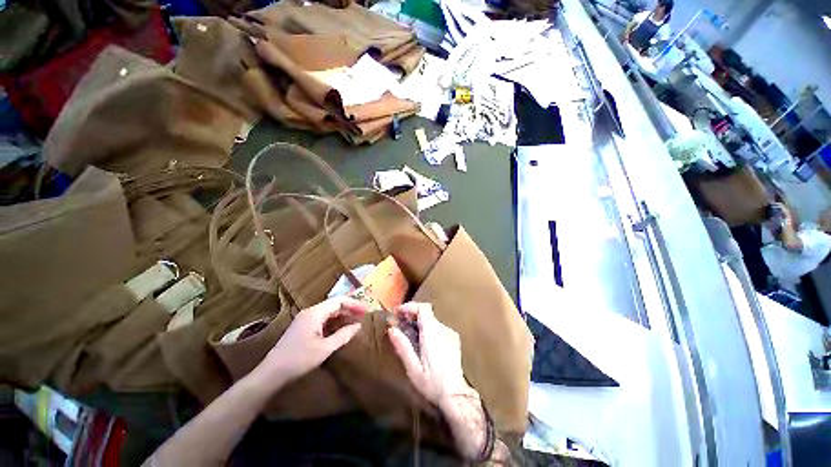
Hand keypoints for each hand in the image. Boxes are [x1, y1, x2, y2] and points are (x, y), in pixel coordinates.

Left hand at [254, 297, 367, 387]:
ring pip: (328, 311)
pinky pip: (322, 319)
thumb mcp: (325, 348)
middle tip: (363, 315)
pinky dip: (334, 321)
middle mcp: (310, 312)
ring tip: (355, 321)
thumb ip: (343, 335)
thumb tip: (358, 326)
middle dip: (349, 308)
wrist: (271, 373)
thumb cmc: (299, 359)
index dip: (354, 304)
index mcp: (315, 313)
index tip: (366, 310)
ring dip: (342, 315)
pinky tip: (340, 328)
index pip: (339, 301)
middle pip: (334, 304)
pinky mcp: (302, 327)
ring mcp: (305, 319)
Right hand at [389, 303, 495, 459]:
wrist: (455, 396)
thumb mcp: (413, 367)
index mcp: (432, 333)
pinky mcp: (454, 339)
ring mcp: (450, 333)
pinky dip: (428, 328)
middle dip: (412, 314)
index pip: (423, 308)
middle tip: (400, 322)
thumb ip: (402, 346)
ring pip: (432, 320)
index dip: (409, 307)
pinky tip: (422, 341)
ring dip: (419, 322)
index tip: (398, 312)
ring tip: (408, 332)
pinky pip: (438, 327)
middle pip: (427, 312)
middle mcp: (442, 329)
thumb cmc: (431, 383)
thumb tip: (391, 329)